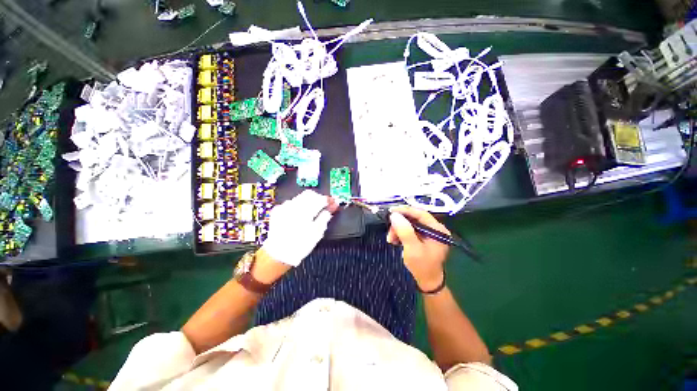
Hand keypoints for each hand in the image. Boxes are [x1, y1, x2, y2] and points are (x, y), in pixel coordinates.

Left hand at [261, 190, 336, 266]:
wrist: (279, 254)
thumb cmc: (300, 245)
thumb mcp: (317, 233)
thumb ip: (325, 217)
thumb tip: (332, 207)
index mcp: (305, 212)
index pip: (320, 199)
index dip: (329, 200)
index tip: (334, 202)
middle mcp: (293, 206)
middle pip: (310, 194)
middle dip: (319, 198)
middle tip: (325, 205)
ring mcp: (284, 207)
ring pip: (300, 196)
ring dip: (309, 201)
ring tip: (313, 211)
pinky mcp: (278, 210)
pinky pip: (291, 202)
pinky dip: (298, 205)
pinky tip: (300, 214)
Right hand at [386, 206, 449, 290]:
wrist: (427, 282)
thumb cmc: (422, 266)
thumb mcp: (412, 249)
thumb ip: (404, 231)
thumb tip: (394, 215)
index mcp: (437, 229)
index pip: (420, 213)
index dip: (405, 210)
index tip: (391, 211)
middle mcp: (434, 228)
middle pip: (414, 218)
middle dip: (399, 224)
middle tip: (389, 232)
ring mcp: (428, 233)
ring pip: (409, 224)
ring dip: (398, 230)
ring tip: (391, 239)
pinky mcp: (423, 237)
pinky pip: (409, 230)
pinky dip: (400, 234)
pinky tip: (395, 240)